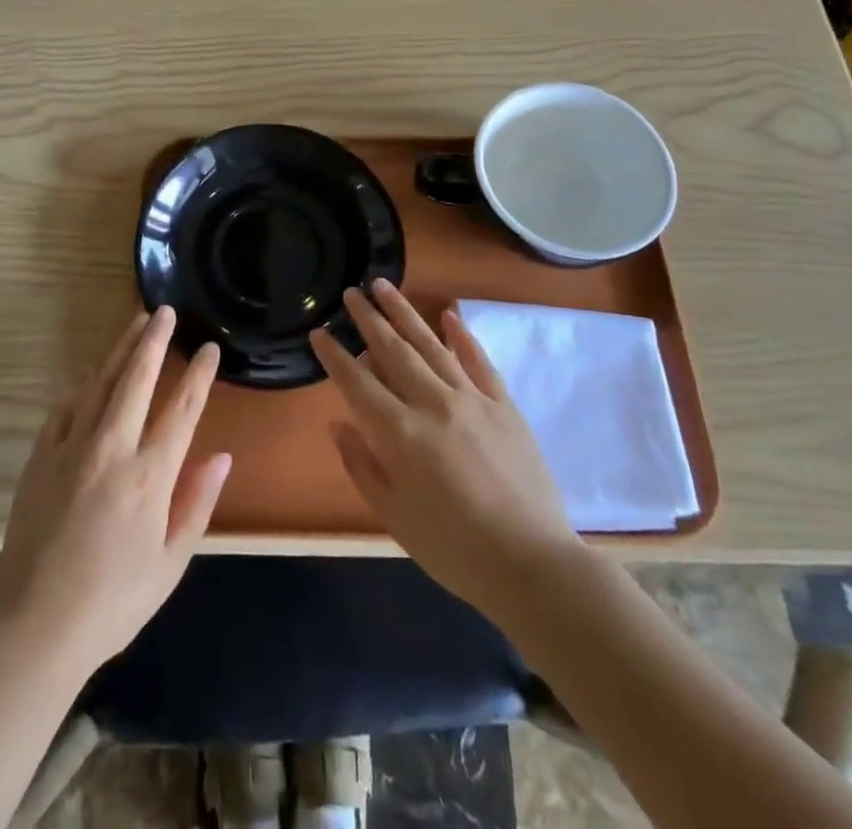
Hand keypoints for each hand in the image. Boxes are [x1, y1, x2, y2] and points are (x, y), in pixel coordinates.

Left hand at [0, 307, 231, 679]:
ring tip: (135, 323)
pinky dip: (83, 384)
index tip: (209, 348)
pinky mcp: (41, 456)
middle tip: (165, 311)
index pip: (182, 410)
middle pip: (137, 379)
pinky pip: (65, 407)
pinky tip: (92, 373)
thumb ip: (196, 504)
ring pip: (101, 383)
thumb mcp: (170, 564)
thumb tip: (221, 456)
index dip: (198, 375)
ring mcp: (72, 448)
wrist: (34, 626)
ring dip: (121, 350)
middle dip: (154, 341)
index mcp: (149, 477)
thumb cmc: (113, 601)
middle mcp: (112, 450)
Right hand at [311, 280, 582, 618]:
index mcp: (400, 433)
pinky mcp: (504, 406)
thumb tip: (338, 425)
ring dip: (404, 312)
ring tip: (384, 286)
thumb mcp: (394, 517)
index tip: (319, 333)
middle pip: (392, 351)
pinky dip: (462, 335)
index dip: (334, 356)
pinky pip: (479, 361)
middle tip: (351, 292)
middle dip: (368, 319)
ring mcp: (472, 400)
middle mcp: (432, 404)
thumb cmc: (454, 549)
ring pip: (431, 344)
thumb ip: (362, 466)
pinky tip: (448, 313)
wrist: (532, 565)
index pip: (357, 382)